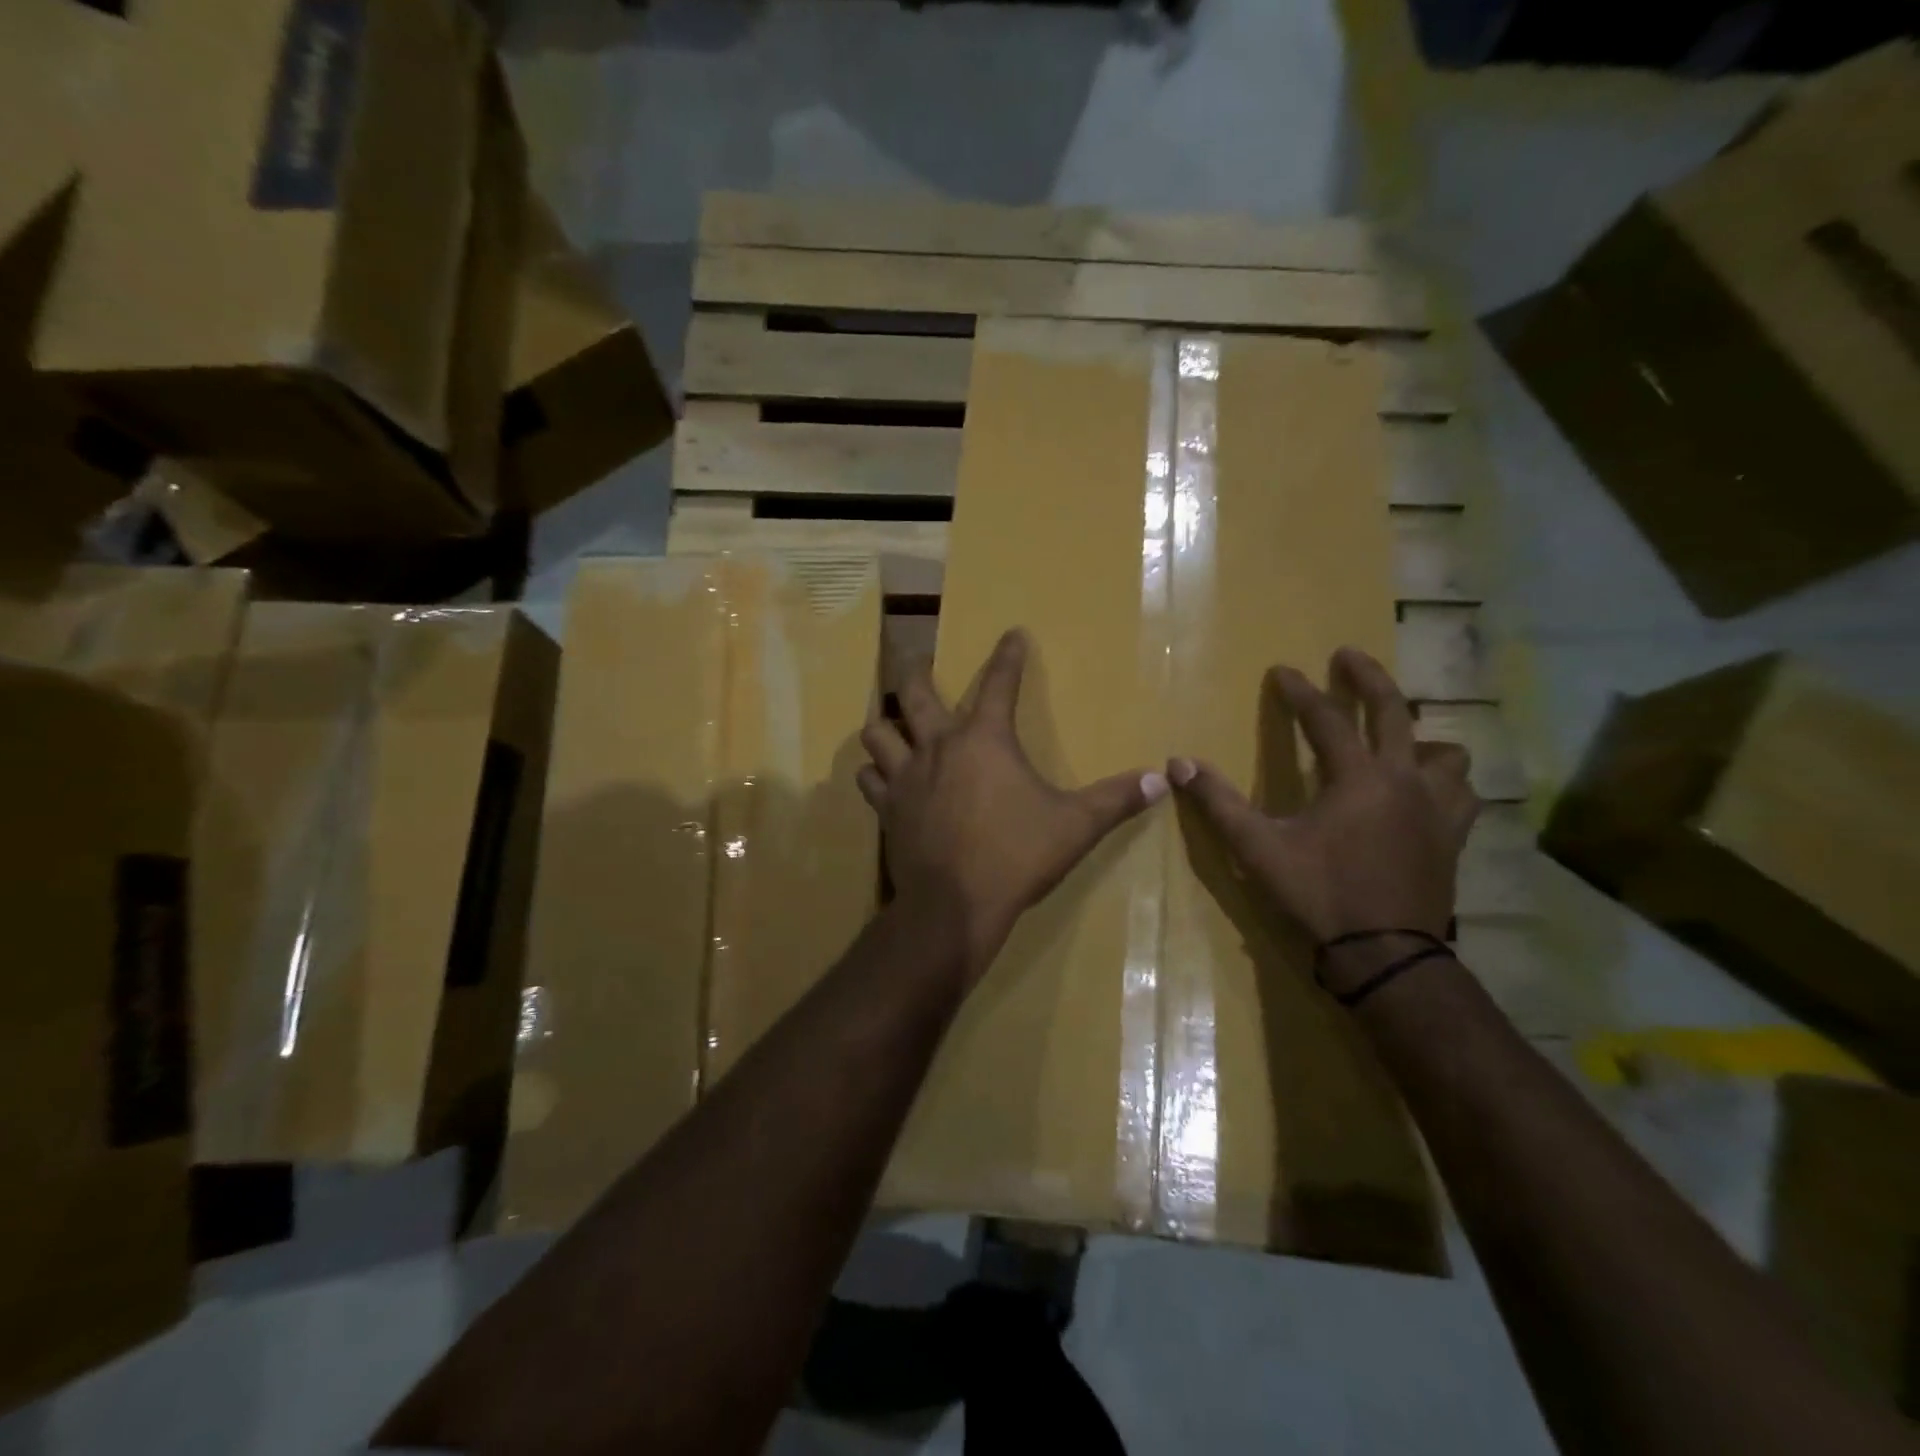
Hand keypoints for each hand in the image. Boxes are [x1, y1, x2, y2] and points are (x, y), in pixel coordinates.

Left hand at [858, 629, 1166, 984]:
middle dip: (917, 672)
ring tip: (894, 724)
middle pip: (915, 693)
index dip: (1008, 656)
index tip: (1011, 634)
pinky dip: (875, 773)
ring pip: (879, 733)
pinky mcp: (887, 810)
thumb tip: (1160, 780)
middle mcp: (938, 746)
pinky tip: (882, 778)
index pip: (1000, 683)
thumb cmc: (1017, 855)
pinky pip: (869, 779)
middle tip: (919, 665)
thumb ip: (1116, 799)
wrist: (954, 905)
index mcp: (985, 740)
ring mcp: (905, 777)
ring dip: (886, 724)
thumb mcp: (1075, 826)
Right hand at [1168, 647, 1477, 947]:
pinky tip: (1426, 791)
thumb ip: (1218, 803)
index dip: (1299, 691)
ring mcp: (1436, 808)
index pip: (1326, 719)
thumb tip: (1178, 764)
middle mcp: (1404, 780)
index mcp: (1357, 778)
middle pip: (1394, 712)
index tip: (1282, 670)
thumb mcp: (1257, 848)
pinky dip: (1444, 780)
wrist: (1385, 954)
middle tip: (1348, 656)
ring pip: (1444, 753)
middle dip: (1368, 679)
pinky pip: (1461, 793)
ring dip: (1418, 736)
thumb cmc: (1319, 895)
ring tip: (1398, 738)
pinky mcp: (1452, 837)